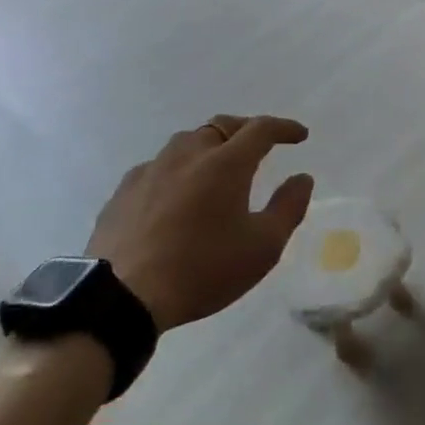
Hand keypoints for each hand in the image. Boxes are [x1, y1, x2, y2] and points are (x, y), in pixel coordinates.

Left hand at [86, 115, 313, 328]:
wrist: (122, 298)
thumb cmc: (202, 269)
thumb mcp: (262, 247)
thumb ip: (288, 208)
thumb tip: (302, 178)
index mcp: (226, 163)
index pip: (261, 128)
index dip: (284, 128)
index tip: (299, 135)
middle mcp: (189, 154)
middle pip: (222, 125)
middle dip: (246, 129)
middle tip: (260, 145)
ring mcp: (152, 170)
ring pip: (187, 142)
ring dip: (209, 145)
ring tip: (217, 165)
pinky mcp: (124, 191)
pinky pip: (157, 166)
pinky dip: (176, 169)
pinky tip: (175, 192)